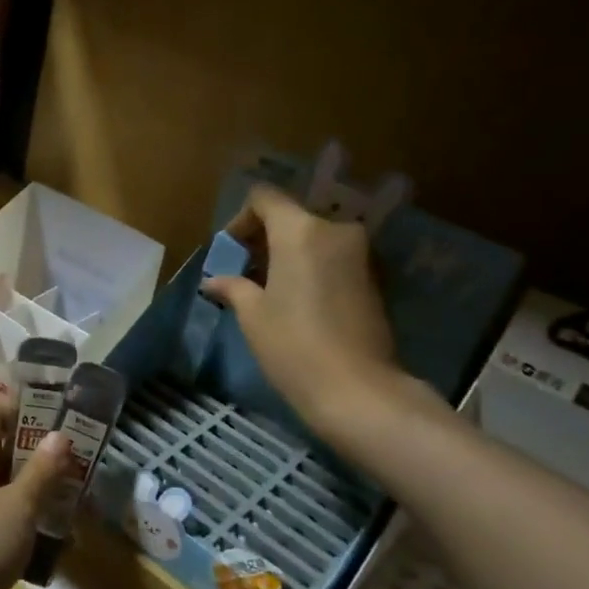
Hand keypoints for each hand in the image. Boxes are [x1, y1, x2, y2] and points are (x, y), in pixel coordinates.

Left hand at [0, 397, 71, 588]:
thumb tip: (59, 434)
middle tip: (85, 457)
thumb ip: (40, 472)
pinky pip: (0, 524)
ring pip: (4, 489)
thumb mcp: (14, 508)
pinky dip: (26, 526)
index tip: (66, 412)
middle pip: (1, 449)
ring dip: (38, 491)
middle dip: (41, 452)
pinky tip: (58, 541)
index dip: (26, 405)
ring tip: (80, 496)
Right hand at [203, 184, 403, 441]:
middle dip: (263, 240)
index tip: (231, 252)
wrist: (357, 389)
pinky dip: (311, 268)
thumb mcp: (253, 315)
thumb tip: (215, 281)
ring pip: (313, 238)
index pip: (264, 198)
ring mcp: (359, 254)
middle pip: (291, 217)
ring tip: (268, 290)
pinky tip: (296, 302)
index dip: (241, 219)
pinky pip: (332, 258)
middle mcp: (334, 231)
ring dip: (287, 255)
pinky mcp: (373, 278)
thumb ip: (234, 287)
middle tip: (244, 273)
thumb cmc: (293, 345)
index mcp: (300, 231)